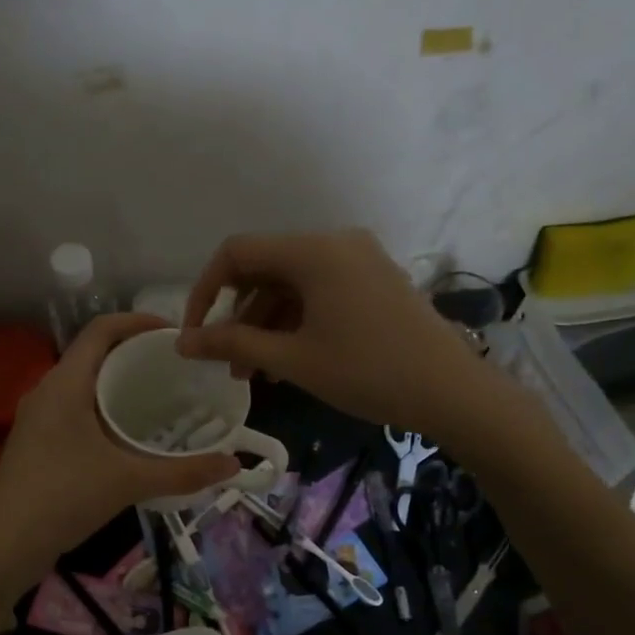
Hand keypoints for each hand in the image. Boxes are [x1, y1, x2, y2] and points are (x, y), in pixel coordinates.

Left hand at [0, 314, 240, 599]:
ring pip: (82, 384)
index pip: (101, 330)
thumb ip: (183, 472)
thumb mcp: (129, 481)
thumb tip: (234, 465)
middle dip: (133, 354)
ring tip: (157, 398)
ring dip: (116, 383)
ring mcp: (37, 418)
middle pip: (93, 354)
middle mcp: (46, 391)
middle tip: (174, 368)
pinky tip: (126, 436)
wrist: (5, 546)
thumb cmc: (64, 498)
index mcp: (65, 384)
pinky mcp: (36, 442)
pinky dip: (102, 408)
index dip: (138, 321)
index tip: (174, 333)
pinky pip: (74, 409)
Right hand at [175, 230, 492, 434]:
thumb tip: (183, 343)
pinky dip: (296, 322)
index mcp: (313, 250)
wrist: (451, 391)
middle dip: (238, 317)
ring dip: (266, 325)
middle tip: (227, 363)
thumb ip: (233, 343)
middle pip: (265, 269)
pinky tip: (286, 361)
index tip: (194, 334)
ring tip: (254, 373)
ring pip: (292, 285)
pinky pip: (319, 292)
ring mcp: (359, 260)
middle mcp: (335, 243)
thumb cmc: (367, 372)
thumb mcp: (294, 359)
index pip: (237, 253)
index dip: (205, 291)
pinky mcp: (374, 281)